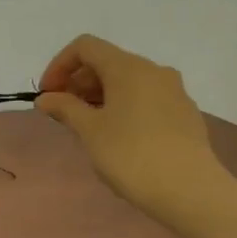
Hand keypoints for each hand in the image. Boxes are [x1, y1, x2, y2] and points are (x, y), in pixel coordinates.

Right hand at [35, 35, 225, 218]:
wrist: (191, 191)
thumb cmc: (131, 155)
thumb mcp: (89, 131)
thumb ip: (64, 108)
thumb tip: (46, 98)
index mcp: (128, 67)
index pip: (85, 47)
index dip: (59, 65)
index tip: (48, 95)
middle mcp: (153, 70)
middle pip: (106, 62)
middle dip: (78, 83)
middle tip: (62, 114)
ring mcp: (173, 91)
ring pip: (127, 81)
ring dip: (99, 96)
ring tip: (86, 127)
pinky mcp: (184, 113)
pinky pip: (145, 98)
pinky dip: (122, 106)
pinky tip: (117, 137)